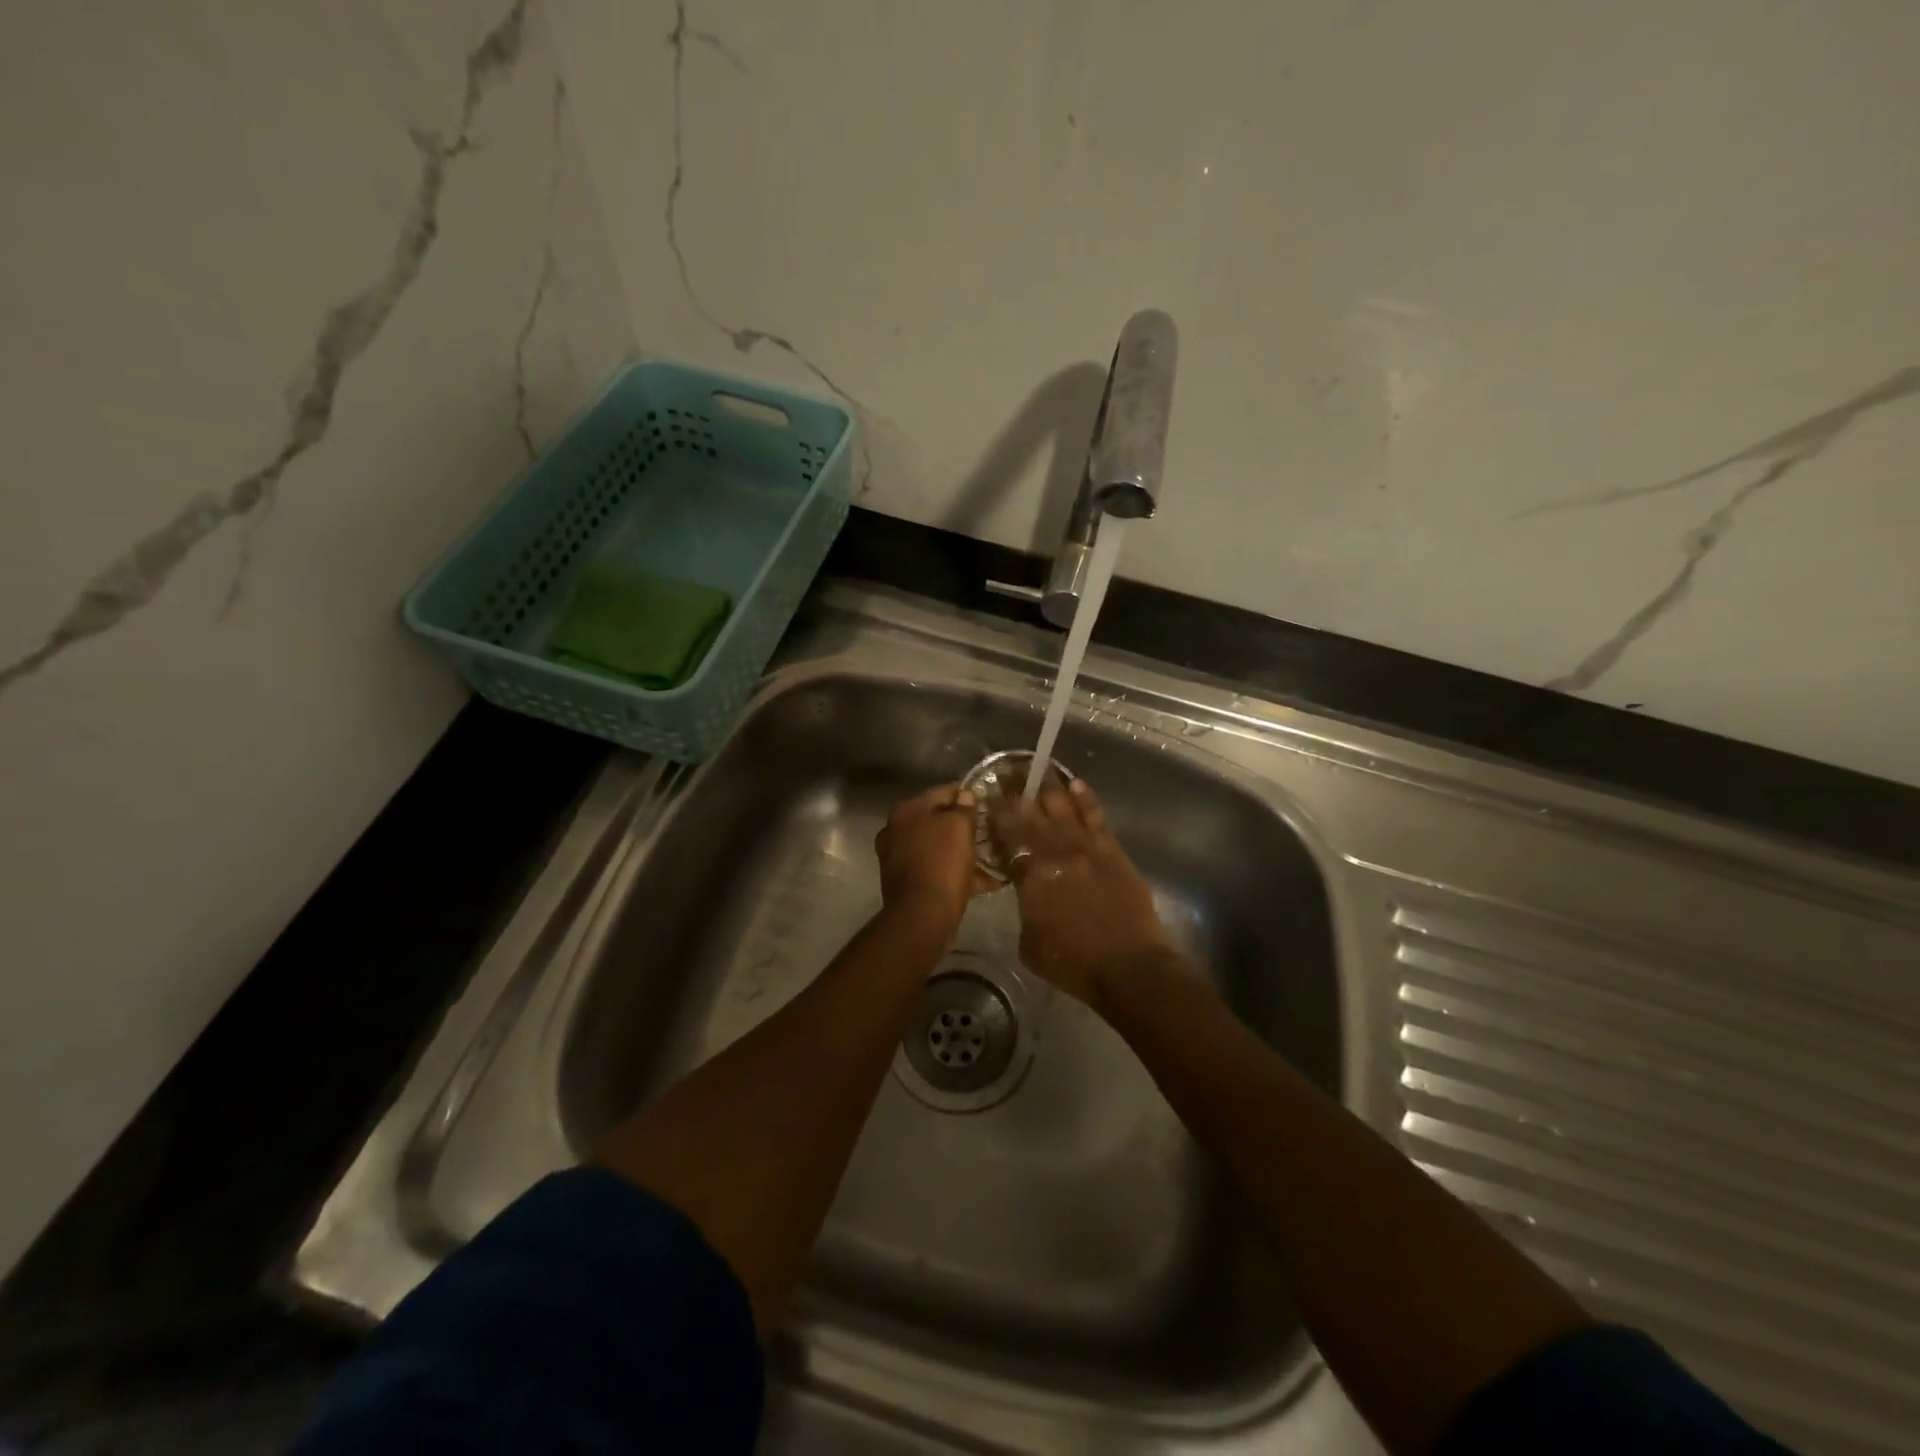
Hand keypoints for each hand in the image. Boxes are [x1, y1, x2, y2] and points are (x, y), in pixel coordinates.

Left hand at [874, 785, 988, 938]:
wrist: (922, 916)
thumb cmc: (941, 863)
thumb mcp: (959, 828)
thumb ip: (963, 807)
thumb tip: (964, 795)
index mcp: (906, 811)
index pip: (941, 792)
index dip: (966, 795)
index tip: (987, 802)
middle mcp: (896, 830)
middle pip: (936, 821)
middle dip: (962, 826)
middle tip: (988, 831)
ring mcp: (897, 858)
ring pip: (936, 847)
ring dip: (960, 850)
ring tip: (988, 856)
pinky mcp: (905, 883)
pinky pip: (935, 870)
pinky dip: (954, 872)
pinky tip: (981, 880)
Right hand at [986, 775, 1175, 1005]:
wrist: (1129, 966)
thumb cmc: (1073, 963)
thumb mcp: (1030, 942)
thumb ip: (1025, 907)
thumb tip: (1027, 890)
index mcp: (1031, 875)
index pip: (1008, 837)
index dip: (997, 816)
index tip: (989, 797)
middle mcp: (1056, 852)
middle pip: (1033, 814)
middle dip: (1019, 792)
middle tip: (1008, 772)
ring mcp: (1087, 848)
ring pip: (1064, 808)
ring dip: (1049, 786)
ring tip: (1037, 767)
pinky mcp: (1112, 851)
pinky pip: (1095, 817)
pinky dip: (1085, 798)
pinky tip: (1076, 782)